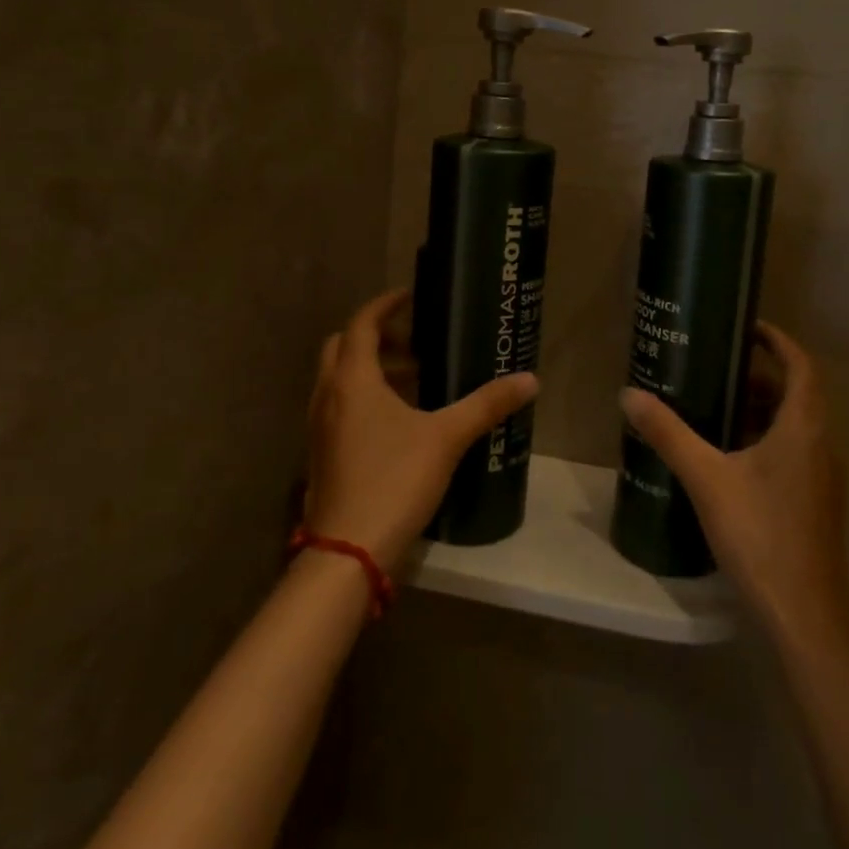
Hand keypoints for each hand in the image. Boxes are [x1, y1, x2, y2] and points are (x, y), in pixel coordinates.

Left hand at [304, 290, 538, 567]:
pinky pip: (339, 406)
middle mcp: (328, 396)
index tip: (410, 296)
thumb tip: (530, 380)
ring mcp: (319, 427)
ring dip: (371, 369)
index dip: (384, 304)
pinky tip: (398, 422)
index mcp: (353, 380)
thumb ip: (487, 405)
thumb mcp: (447, 438)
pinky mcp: (321, 453)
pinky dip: (364, 397)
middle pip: (343, 347)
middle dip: (376, 337)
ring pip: (339, 379)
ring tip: (415, 382)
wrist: (346, 552)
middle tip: (414, 343)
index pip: (361, 324)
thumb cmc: (394, 480)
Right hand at [620, 322, 848, 644]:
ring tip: (716, 408)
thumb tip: (630, 395)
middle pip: (798, 393)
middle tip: (717, 369)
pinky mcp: (816, 501)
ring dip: (762, 410)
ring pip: (795, 425)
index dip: (779, 340)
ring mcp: (822, 476)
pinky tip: (729, 458)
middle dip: (760, 376)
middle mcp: (822, 444)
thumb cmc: (760, 533)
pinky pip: (793, 452)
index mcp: (804, 427)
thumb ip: (669, 433)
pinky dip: (766, 439)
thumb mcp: (707, 478)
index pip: (802, 365)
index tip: (747, 327)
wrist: (804, 613)